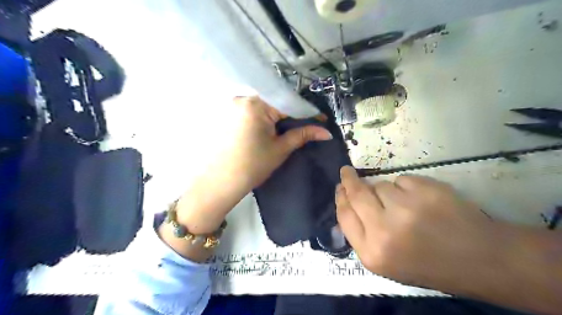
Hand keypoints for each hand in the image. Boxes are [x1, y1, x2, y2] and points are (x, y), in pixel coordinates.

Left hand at [171, 96, 329, 235]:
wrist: (220, 182)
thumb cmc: (252, 166)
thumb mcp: (280, 149)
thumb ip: (303, 135)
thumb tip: (326, 132)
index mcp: (257, 104)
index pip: (289, 103)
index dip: (307, 113)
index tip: (321, 122)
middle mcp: (243, 98)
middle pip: (276, 102)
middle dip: (293, 114)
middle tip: (307, 126)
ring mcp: (234, 105)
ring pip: (265, 106)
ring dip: (279, 116)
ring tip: (291, 128)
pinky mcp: (229, 114)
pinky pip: (254, 111)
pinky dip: (266, 117)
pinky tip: (272, 128)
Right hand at [336, 166, 502, 290]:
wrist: (481, 260)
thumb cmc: (430, 264)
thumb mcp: (388, 262)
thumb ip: (363, 235)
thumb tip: (347, 204)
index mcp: (373, 254)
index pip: (345, 216)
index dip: (340, 198)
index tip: (340, 186)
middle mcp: (384, 231)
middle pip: (357, 194)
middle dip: (349, 180)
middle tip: (347, 172)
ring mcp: (406, 209)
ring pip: (381, 185)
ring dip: (387, 190)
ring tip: (406, 206)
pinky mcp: (426, 191)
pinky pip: (403, 179)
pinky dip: (408, 187)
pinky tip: (423, 201)